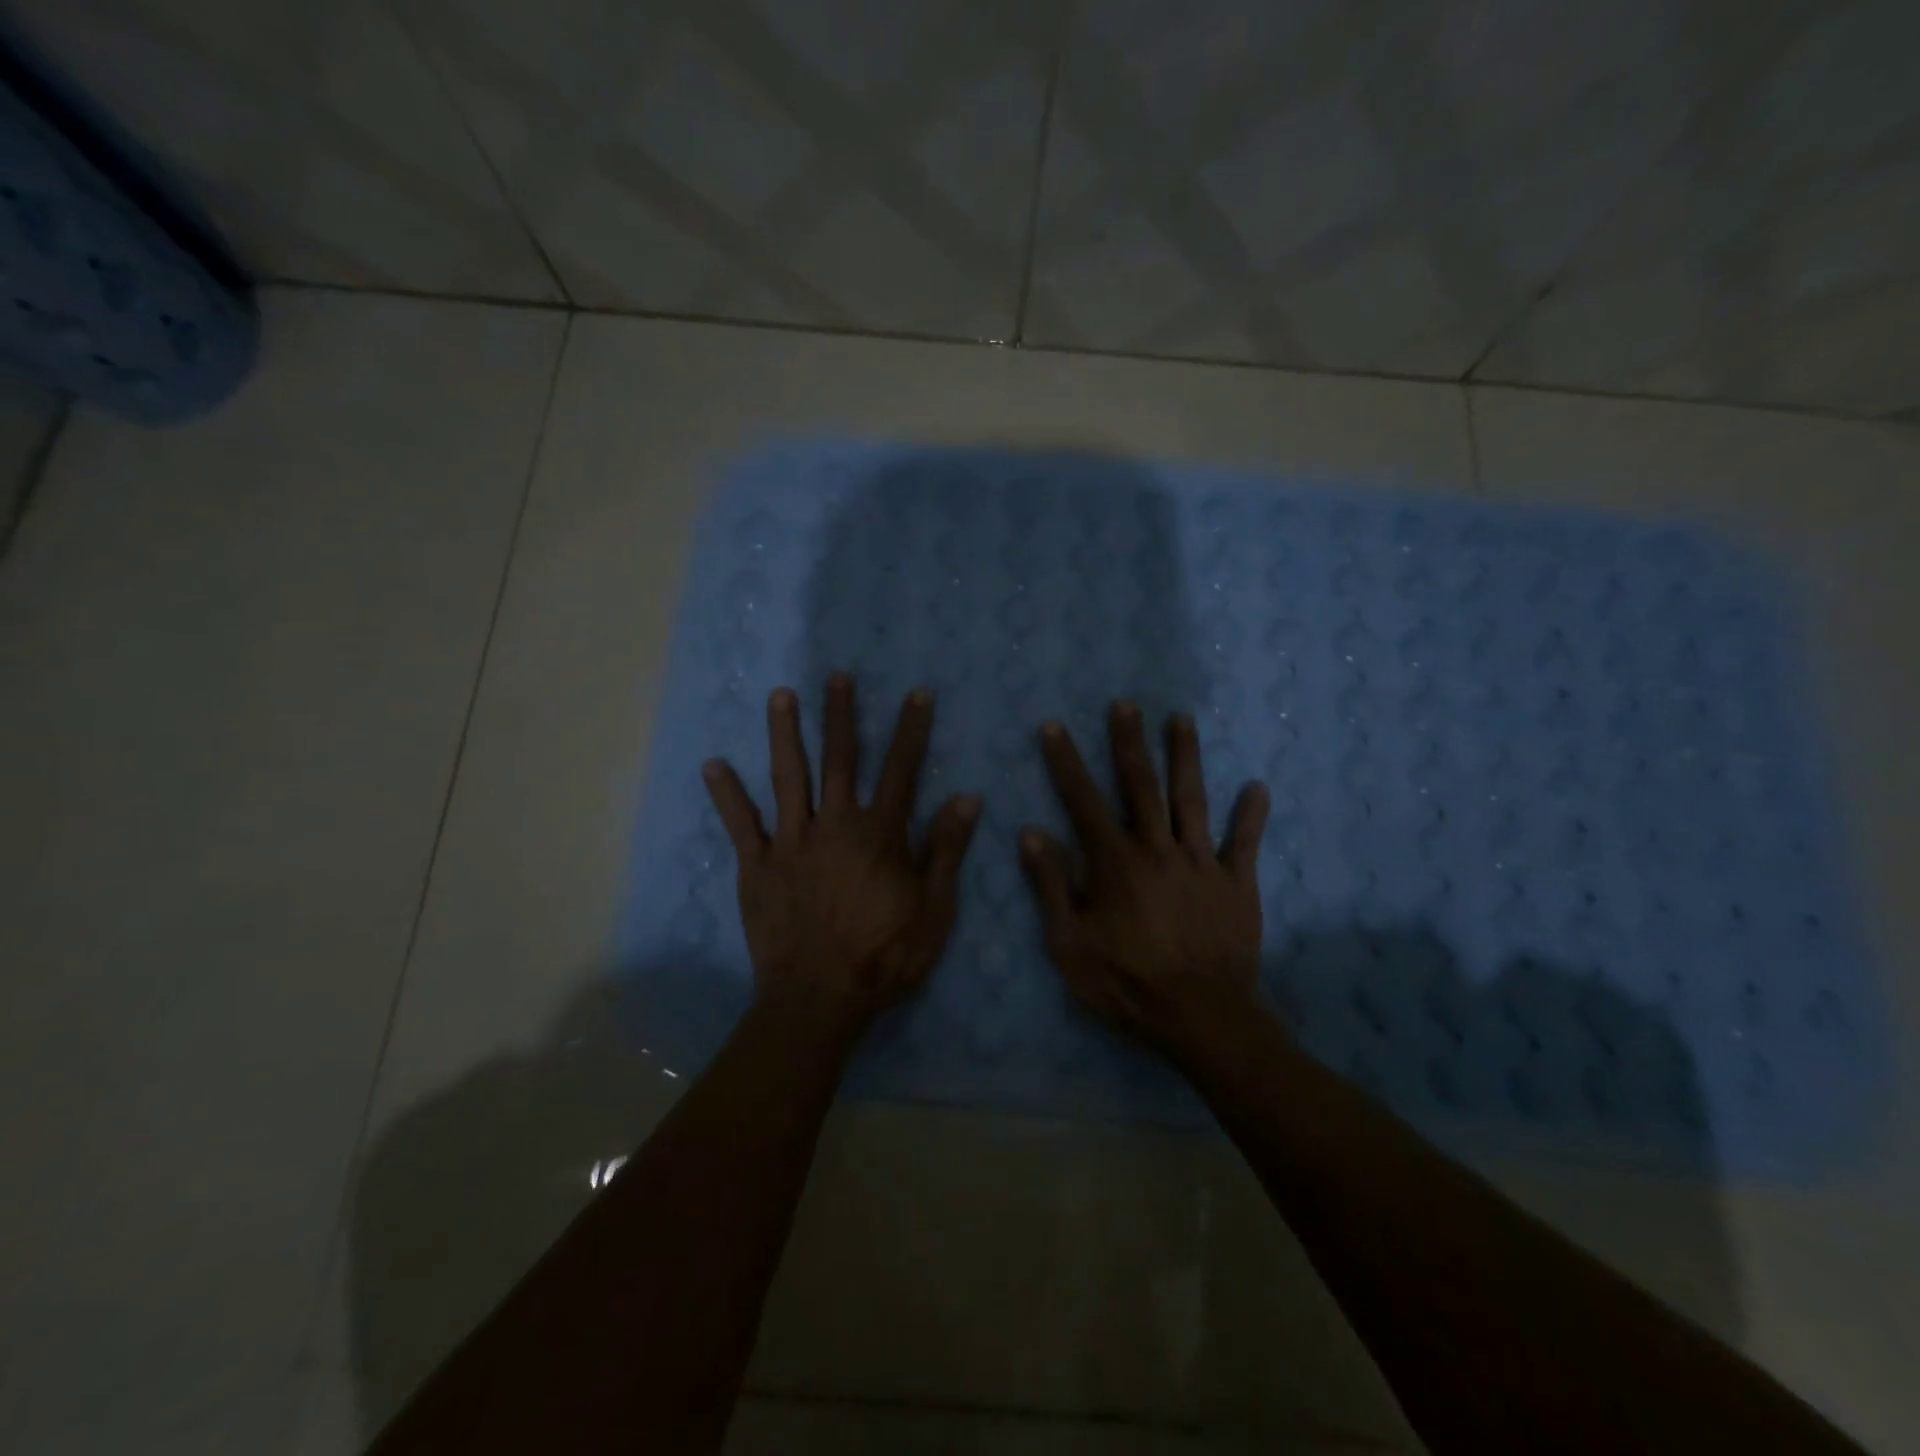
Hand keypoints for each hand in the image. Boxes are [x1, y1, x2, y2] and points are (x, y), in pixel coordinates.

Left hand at [703, 674, 981, 1033]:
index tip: (917, 694)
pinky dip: (727, 795)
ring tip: (780, 696)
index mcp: (880, 834)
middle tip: (836, 676)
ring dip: (784, 734)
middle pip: (839, 760)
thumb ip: (946, 850)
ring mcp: (791, 842)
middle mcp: (835, 825)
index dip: (911, 730)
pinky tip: (713, 765)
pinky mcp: (757, 866)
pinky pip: (740, 824)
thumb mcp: (934, 909)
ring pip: (788, 777)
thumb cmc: (885, 957)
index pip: (901, 770)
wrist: (820, 999)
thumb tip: (967, 797)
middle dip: (840, 715)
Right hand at [1021, 703, 1270, 1065]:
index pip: (1084, 801)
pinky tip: (1258, 788)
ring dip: (1186, 757)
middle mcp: (1158, 849)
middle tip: (1125, 704)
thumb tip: (1032, 833)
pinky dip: (1251, 815)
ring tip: (1182, 719)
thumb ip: (1051, 886)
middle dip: (1130, 742)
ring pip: (1192, 800)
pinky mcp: (1236, 884)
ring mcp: (1202, 863)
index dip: (1066, 762)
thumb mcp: (1070, 943)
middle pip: (1142, 786)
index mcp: (1116, 862)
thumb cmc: (1126, 983)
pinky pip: (1244, 843)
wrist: (1201, 1019)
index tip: (1054, 726)